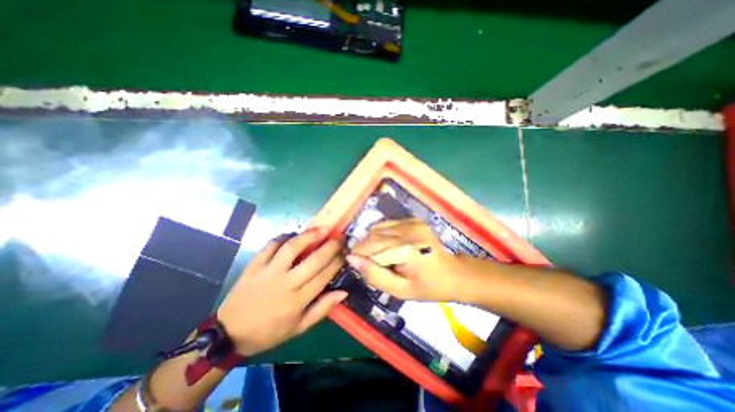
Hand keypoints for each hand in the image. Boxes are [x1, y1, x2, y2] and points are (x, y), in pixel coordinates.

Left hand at [216, 229, 345, 356]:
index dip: (337, 261)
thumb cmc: (269, 332)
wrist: (229, 334)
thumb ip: (322, 309)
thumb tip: (343, 292)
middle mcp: (285, 284)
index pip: (324, 276)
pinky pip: (270, 246)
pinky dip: (283, 237)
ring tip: (322, 229)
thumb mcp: (299, 328)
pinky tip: (293, 234)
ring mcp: (268, 272)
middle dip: (331, 246)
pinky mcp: (254, 266)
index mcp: (297, 301)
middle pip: (314, 260)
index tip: (345, 252)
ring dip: (309, 236)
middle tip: (340, 238)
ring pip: (292, 248)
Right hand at [347, 218, 460, 301]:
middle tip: (371, 264)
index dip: (359, 256)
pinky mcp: (413, 220)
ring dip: (373, 242)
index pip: (370, 247)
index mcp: (407, 249)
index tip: (358, 266)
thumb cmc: (427, 287)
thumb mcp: (399, 290)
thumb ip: (374, 275)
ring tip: (382, 256)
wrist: (453, 273)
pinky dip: (382, 235)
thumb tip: (351, 259)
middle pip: (372, 235)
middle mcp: (408, 230)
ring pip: (377, 228)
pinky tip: (390, 247)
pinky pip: (386, 224)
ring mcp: (412, 222)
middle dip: (365, 249)